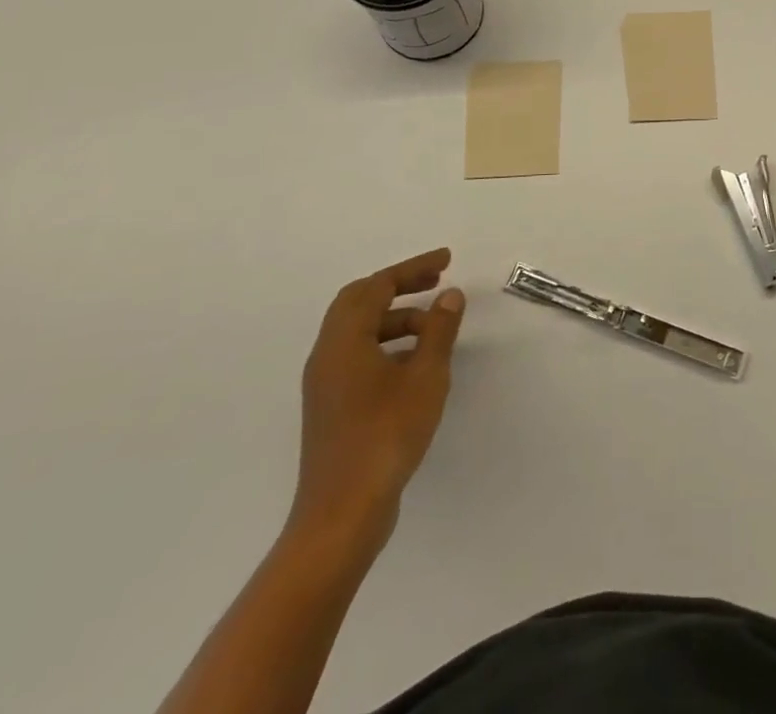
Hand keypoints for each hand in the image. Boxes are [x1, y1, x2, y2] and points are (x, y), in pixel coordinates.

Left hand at [290, 248, 464, 555]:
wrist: (342, 514)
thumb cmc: (386, 435)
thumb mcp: (426, 377)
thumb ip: (439, 331)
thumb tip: (449, 295)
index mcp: (344, 341)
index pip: (377, 286)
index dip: (412, 268)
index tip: (446, 261)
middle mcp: (327, 355)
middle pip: (359, 302)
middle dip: (400, 286)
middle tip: (437, 282)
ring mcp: (326, 383)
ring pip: (359, 331)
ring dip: (396, 318)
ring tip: (434, 326)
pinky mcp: (332, 407)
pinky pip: (358, 355)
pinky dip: (387, 344)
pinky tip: (416, 363)